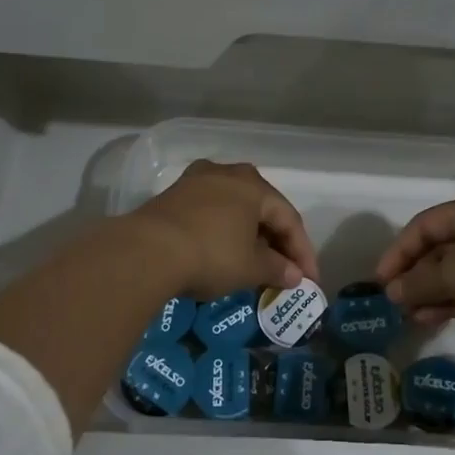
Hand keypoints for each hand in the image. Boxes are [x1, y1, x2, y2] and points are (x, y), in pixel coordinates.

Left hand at [126, 160, 319, 300]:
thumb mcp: (251, 268)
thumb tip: (294, 276)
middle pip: (262, 209)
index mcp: (254, 185)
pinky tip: (224, 250)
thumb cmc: (210, 255)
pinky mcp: (173, 195)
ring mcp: (196, 181)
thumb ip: (277, 269)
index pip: (289, 219)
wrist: (146, 252)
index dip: (303, 252)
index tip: (309, 280)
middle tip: (284, 270)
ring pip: (235, 208)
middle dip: (276, 241)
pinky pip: (211, 212)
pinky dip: (224, 231)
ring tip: (255, 262)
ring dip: (249, 235)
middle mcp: (228, 173)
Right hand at [376, 190, 454, 341]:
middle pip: (441, 247)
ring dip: (432, 291)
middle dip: (415, 275)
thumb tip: (392, 293)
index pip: (425, 224)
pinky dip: (453, 299)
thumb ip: (420, 282)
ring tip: (410, 315)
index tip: (381, 280)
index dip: (399, 251)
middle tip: (395, 301)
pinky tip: (433, 318)